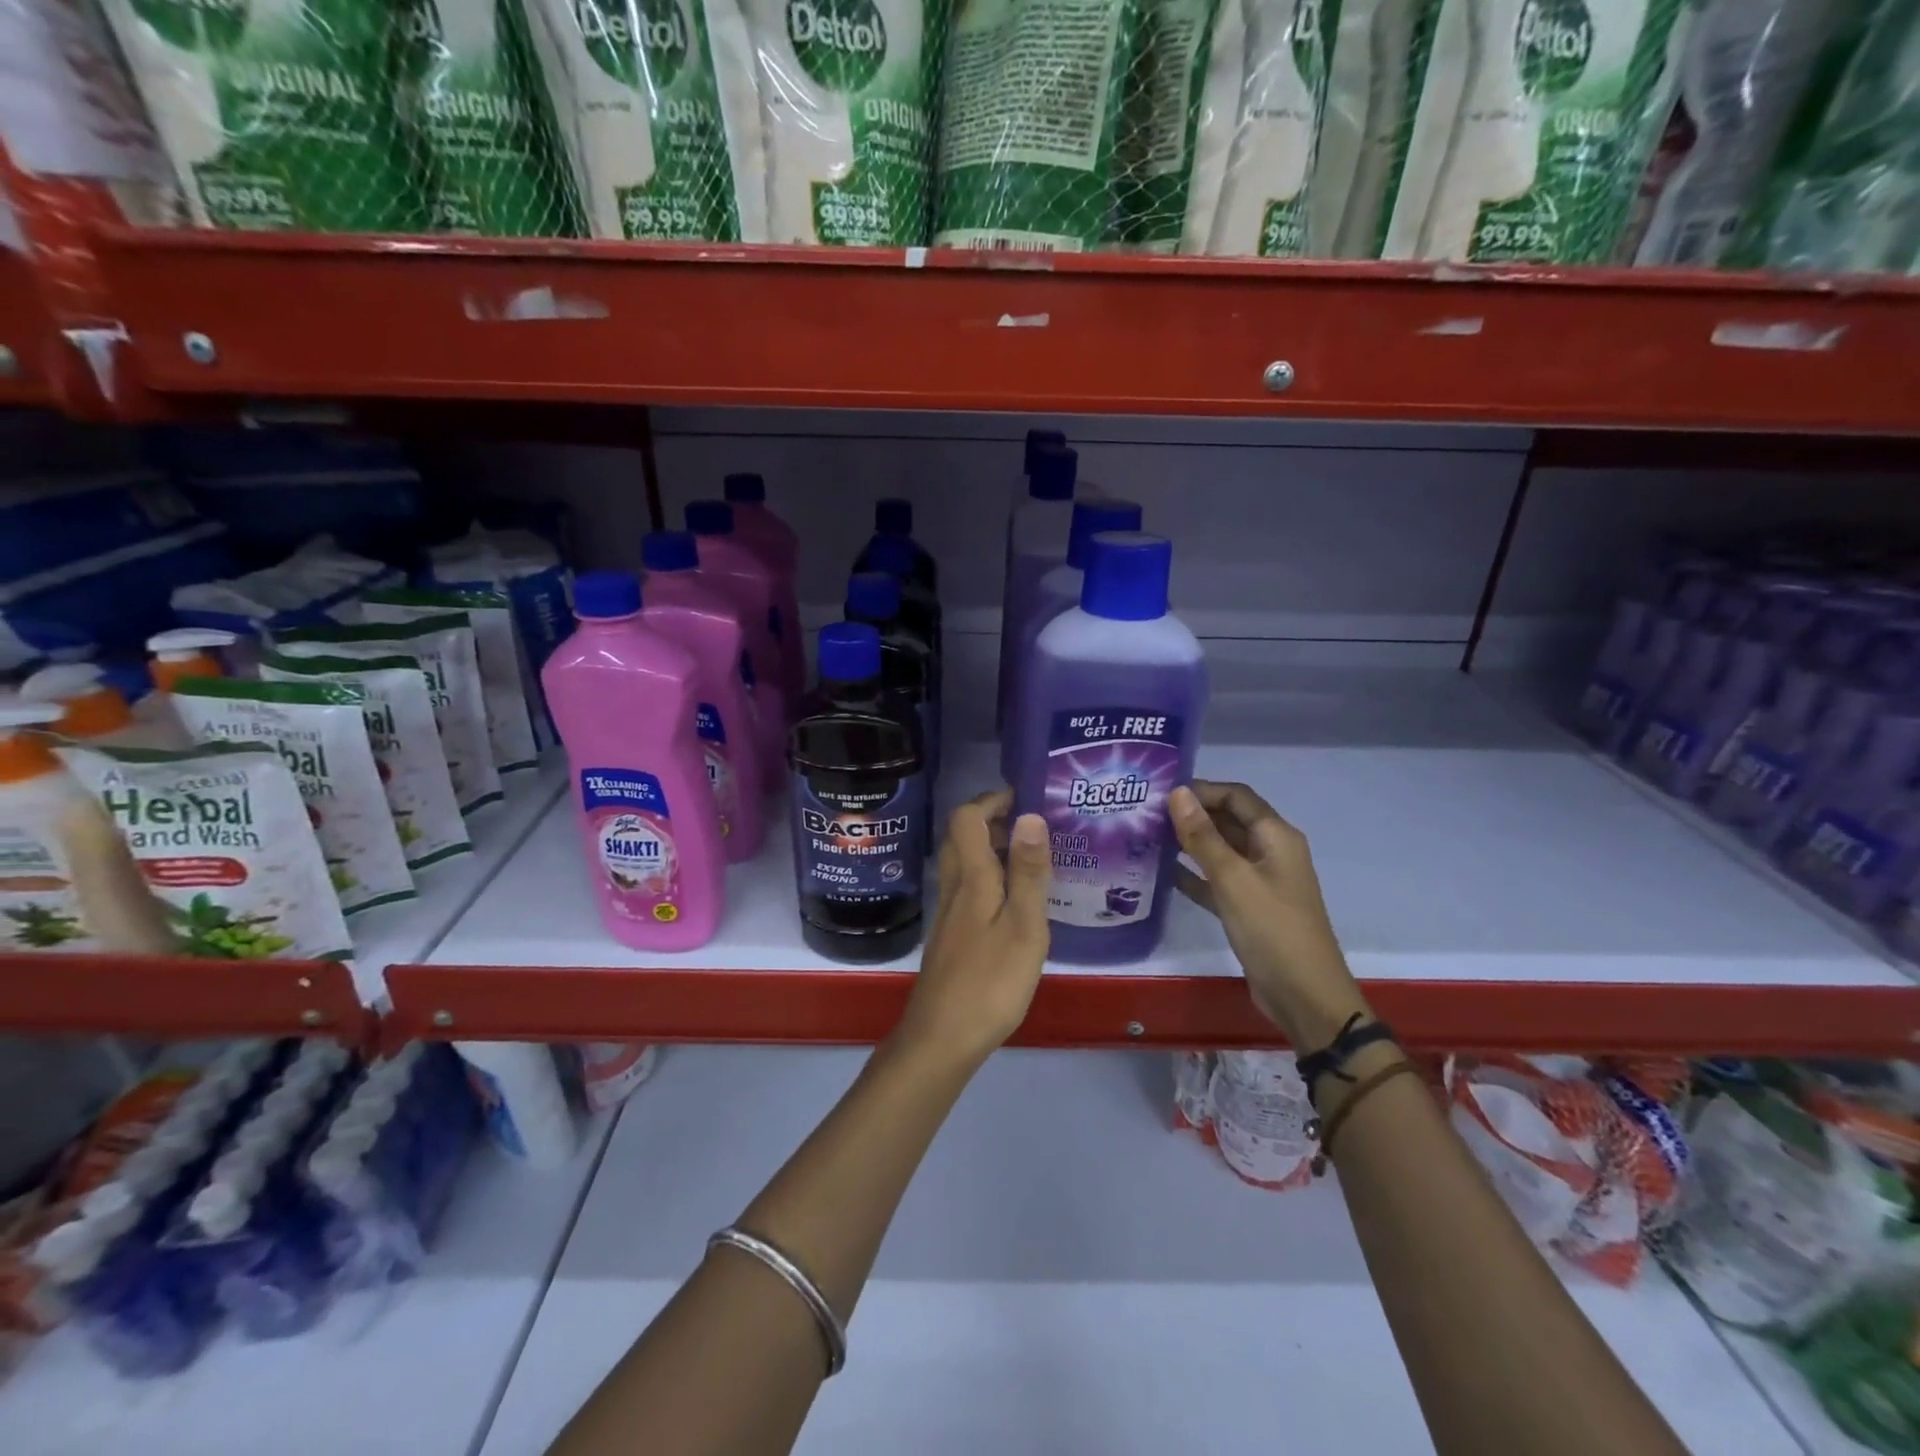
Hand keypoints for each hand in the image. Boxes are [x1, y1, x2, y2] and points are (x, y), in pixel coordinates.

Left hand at [896, 789, 1050, 1064]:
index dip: (991, 800)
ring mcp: (948, 913)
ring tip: (1031, 858)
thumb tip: (1030, 815)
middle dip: (992, 820)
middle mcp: (954, 887)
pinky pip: (968, 888)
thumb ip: (1027, 872)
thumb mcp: (1023, 926)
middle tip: (1031, 825)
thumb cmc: (990, 981)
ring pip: (964, 863)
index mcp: (971, 878)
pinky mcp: (951, 935)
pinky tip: (1015, 901)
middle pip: (961, 837)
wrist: (942, 1037)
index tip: (1024, 796)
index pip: (967, 818)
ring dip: (991, 849)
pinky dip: (990, 877)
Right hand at [1169, 781, 1370, 1048]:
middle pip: (1228, 820)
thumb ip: (1203, 836)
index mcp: (1276, 837)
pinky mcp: (1249, 907)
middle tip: (1145, 813)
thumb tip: (1178, 793)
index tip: (1160, 791)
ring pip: (1220, 851)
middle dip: (1191, 815)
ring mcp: (1260, 881)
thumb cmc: (1272, 929)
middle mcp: (1270, 852)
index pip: (1236, 796)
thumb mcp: (1233, 879)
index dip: (1201, 789)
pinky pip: (1217, 881)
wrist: (1304, 996)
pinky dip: (1193, 875)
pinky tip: (1161, 873)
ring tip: (1147, 837)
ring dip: (1189, 843)